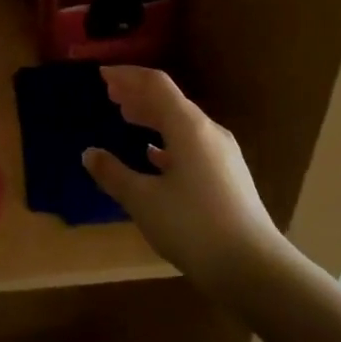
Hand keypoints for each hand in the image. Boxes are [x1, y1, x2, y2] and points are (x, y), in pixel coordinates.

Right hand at [82, 66, 295, 291]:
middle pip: (170, 101)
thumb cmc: (192, 226)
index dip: (127, 76)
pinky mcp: (227, 176)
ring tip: (127, 117)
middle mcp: (208, 132)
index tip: (101, 74)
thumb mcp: (143, 201)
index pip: (155, 85)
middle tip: (110, 93)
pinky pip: (191, 144)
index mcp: (188, 127)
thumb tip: (88, 154)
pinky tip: (153, 154)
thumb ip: (113, 174)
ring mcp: (222, 154)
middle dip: (138, 94)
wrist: (252, 267)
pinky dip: (167, 141)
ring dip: (152, 116)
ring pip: (181, 123)